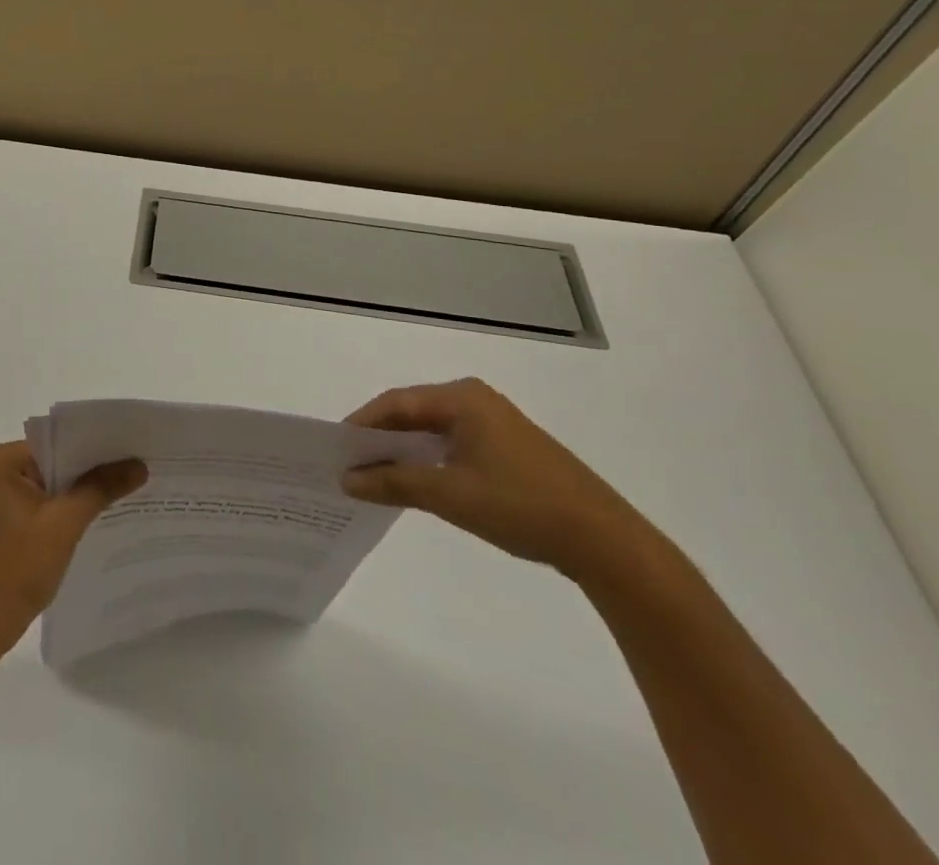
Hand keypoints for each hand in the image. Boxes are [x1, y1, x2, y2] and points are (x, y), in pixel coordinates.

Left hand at [0, 441, 147, 656]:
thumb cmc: (15, 568)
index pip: (61, 439)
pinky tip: (104, 517)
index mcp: (5, 460)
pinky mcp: (10, 525)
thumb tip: (139, 464)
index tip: (135, 445)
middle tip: (141, 466)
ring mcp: (4, 500)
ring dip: (86, 492)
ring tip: (132, 489)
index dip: (98, 443)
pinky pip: (48, 506)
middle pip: (59, 461)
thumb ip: (101, 488)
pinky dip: (72, 511)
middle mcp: (1, 472)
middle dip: (96, 468)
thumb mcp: (64, 524)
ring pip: (56, 486)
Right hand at [340, 378, 654, 581]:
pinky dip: (428, 459)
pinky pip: (452, 444)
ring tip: (373, 475)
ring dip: (402, 451)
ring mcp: (494, 423)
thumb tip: (346, 479)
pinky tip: (414, 482)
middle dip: (379, 438)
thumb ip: (393, 482)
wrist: (604, 540)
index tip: (334, 449)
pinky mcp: (507, 447)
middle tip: (348, 464)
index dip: (361, 425)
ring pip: (432, 430)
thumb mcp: (449, 494)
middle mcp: (475, 399)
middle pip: (412, 412)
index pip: (396, 402)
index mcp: (462, 397)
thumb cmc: (520, 505)